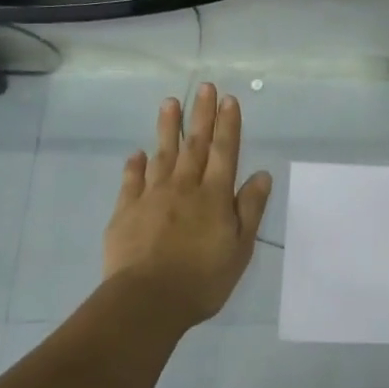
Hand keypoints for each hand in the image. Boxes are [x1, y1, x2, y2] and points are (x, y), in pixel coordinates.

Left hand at [103, 83, 273, 326]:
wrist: (147, 300)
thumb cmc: (203, 279)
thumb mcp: (240, 248)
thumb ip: (250, 209)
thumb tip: (262, 174)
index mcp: (215, 196)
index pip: (225, 151)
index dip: (228, 124)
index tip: (228, 99)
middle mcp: (184, 187)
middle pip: (196, 145)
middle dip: (201, 115)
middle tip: (203, 87)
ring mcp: (152, 196)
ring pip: (162, 154)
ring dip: (168, 128)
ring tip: (169, 103)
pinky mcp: (126, 211)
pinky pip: (132, 181)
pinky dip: (135, 165)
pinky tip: (137, 153)